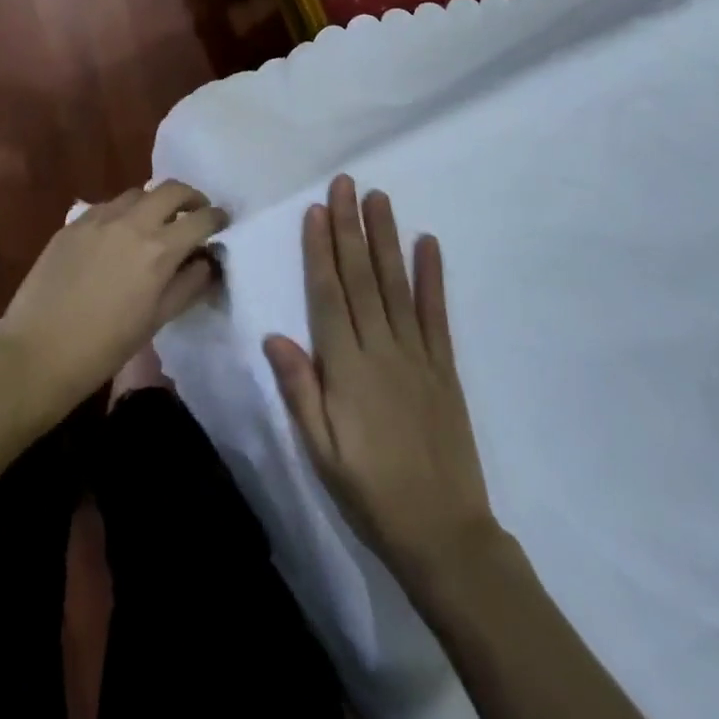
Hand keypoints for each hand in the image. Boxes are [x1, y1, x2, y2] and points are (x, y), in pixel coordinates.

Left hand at [0, 182, 226, 420]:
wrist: (37, 353)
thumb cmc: (104, 347)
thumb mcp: (157, 319)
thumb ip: (188, 284)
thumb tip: (207, 262)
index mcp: (159, 249)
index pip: (201, 218)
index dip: (217, 218)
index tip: (222, 223)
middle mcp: (132, 222)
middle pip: (171, 189)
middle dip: (191, 198)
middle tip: (194, 214)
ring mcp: (98, 218)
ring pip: (137, 193)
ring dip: (154, 202)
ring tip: (154, 224)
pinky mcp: (73, 223)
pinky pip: (107, 206)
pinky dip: (123, 213)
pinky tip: (117, 236)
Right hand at [265, 176, 497, 590]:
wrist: (444, 534)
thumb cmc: (370, 493)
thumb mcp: (321, 452)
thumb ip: (299, 390)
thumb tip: (274, 336)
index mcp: (347, 369)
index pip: (328, 296)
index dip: (320, 250)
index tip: (316, 210)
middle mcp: (382, 350)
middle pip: (362, 278)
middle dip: (351, 227)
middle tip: (346, 184)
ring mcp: (417, 355)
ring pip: (396, 285)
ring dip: (386, 238)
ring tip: (379, 198)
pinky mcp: (444, 367)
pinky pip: (437, 314)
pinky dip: (432, 276)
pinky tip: (428, 243)